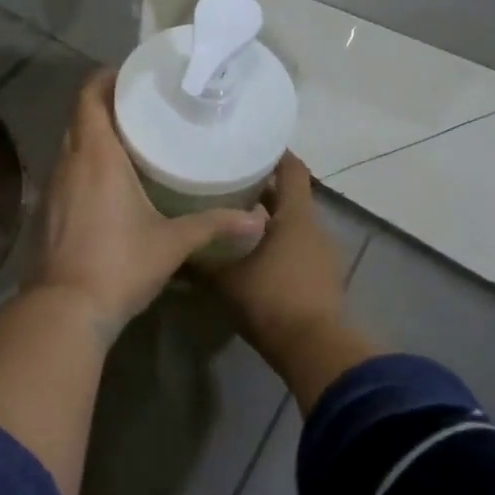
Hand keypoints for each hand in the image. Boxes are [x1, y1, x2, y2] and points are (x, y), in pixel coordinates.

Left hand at [28, 70, 267, 333]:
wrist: (66, 310)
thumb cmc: (120, 264)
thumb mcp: (173, 243)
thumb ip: (215, 226)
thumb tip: (259, 221)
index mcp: (96, 157)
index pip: (88, 98)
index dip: (103, 79)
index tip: (128, 76)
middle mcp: (68, 164)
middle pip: (79, 119)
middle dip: (103, 107)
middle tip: (138, 108)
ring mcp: (52, 190)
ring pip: (69, 149)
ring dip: (91, 139)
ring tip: (127, 141)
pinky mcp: (46, 214)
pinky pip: (65, 175)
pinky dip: (83, 168)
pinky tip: (106, 186)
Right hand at [203, 152, 348, 356]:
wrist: (313, 348)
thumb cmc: (270, 301)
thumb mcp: (225, 280)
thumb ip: (199, 261)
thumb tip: (172, 250)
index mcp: (295, 217)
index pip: (293, 170)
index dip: (275, 154)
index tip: (251, 146)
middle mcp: (314, 228)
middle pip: (290, 197)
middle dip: (262, 189)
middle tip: (228, 184)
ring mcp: (322, 254)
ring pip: (293, 224)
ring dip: (269, 219)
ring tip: (233, 219)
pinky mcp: (322, 277)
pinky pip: (298, 248)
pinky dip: (277, 244)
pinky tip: (252, 254)